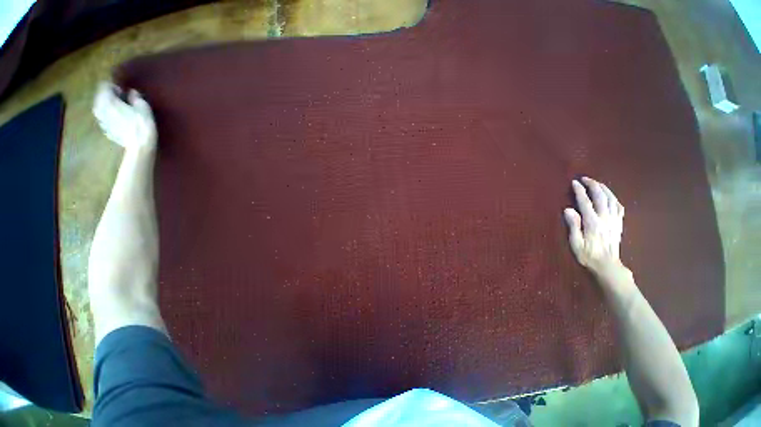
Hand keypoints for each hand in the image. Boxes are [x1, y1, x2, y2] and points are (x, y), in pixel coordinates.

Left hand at [93, 82, 155, 149]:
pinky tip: (121, 121)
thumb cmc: (142, 125)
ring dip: (109, 107)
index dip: (114, 87)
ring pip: (101, 108)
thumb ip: (135, 97)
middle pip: (100, 96)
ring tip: (121, 111)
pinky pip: (105, 118)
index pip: (104, 85)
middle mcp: (99, 108)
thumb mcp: (143, 107)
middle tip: (123, 101)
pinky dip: (110, 117)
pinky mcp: (105, 129)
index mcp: (107, 100)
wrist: (139, 146)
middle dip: (110, 96)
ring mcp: (100, 120)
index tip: (124, 93)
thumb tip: (131, 92)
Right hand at [564, 177, 625, 276]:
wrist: (607, 265)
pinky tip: (609, 195)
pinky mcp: (619, 223)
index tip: (574, 182)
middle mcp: (605, 219)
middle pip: (600, 197)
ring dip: (604, 189)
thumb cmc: (587, 255)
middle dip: (593, 185)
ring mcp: (614, 220)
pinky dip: (613, 198)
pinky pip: (618, 206)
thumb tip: (568, 209)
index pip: (585, 202)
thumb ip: (573, 225)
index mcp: (592, 223)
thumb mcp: (575, 243)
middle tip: (585, 178)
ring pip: (611, 199)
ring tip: (596, 183)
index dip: (579, 191)